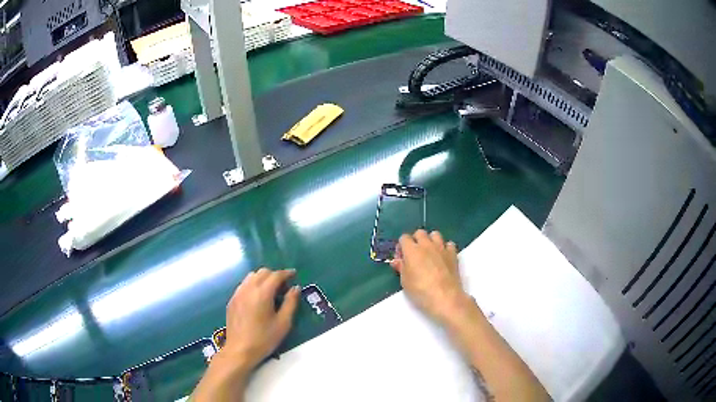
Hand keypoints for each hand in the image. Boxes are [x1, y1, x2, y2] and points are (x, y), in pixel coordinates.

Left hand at [223, 268, 300, 369]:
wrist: (240, 350)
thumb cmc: (264, 338)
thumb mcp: (283, 323)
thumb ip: (291, 303)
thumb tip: (295, 288)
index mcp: (262, 293)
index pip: (275, 275)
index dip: (286, 273)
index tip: (294, 275)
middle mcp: (248, 288)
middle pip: (262, 272)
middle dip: (274, 275)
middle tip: (284, 287)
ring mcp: (238, 293)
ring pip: (251, 277)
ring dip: (262, 278)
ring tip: (270, 291)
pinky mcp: (232, 300)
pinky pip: (243, 285)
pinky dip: (253, 285)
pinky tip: (257, 298)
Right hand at [390, 230, 469, 323]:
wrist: (445, 297)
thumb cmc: (420, 291)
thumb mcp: (405, 281)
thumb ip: (401, 268)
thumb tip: (396, 261)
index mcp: (412, 250)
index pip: (404, 238)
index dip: (401, 246)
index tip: (401, 258)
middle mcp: (426, 245)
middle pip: (420, 233)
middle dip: (416, 240)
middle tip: (414, 255)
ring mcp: (441, 248)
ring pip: (435, 234)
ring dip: (431, 241)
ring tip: (429, 253)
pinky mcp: (453, 254)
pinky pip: (449, 244)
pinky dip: (445, 248)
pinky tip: (443, 258)